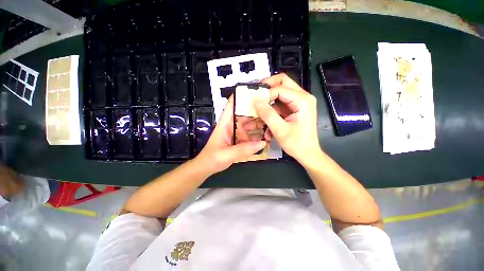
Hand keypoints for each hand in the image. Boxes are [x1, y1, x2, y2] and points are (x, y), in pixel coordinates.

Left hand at [194, 96, 265, 173]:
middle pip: (245, 113)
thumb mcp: (226, 154)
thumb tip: (263, 143)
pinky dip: (258, 135)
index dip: (241, 96)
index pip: (231, 105)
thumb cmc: (212, 158)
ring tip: (272, 121)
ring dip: (259, 123)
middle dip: (256, 110)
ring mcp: (237, 133)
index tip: (255, 91)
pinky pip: (250, 135)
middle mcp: (232, 125)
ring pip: (249, 124)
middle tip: (272, 108)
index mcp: (225, 123)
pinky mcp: (240, 140)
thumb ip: (243, 149)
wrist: (207, 167)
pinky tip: (267, 135)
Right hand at [254, 73, 320, 164]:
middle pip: (283, 82)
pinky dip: (271, 109)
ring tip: (258, 109)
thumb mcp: (280, 130)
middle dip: (267, 87)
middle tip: (255, 94)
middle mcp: (303, 97)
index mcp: (303, 100)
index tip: (254, 103)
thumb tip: (255, 101)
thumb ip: (268, 114)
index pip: (280, 88)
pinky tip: (266, 120)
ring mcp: (299, 102)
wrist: (307, 154)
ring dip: (268, 100)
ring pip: (280, 92)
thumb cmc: (297, 144)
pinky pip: (280, 103)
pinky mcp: (294, 108)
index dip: (266, 94)